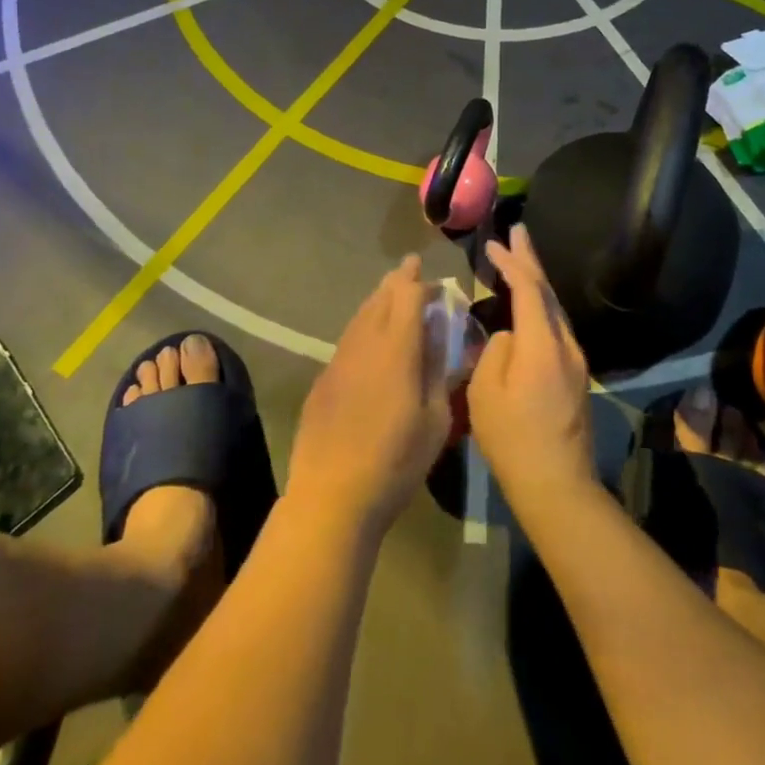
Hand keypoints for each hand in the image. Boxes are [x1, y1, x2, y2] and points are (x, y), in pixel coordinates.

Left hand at [287, 255, 451, 537]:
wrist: (332, 494)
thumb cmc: (396, 461)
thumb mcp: (435, 419)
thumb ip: (438, 369)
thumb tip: (441, 332)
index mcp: (396, 348)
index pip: (407, 295)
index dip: (420, 281)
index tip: (432, 277)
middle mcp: (364, 343)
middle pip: (380, 298)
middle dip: (398, 281)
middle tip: (411, 269)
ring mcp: (339, 359)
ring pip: (360, 315)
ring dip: (378, 300)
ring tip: (391, 294)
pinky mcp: (324, 378)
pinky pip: (348, 338)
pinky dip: (364, 326)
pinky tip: (370, 337)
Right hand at [468, 225, 595, 515]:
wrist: (557, 484)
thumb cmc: (513, 438)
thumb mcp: (485, 392)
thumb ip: (495, 351)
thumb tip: (508, 337)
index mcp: (542, 343)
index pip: (528, 289)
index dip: (511, 263)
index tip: (493, 243)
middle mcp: (566, 344)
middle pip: (547, 291)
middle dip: (531, 259)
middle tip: (519, 231)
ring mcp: (575, 360)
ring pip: (555, 308)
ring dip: (537, 282)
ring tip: (521, 259)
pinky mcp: (576, 376)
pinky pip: (556, 326)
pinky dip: (540, 305)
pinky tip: (529, 305)